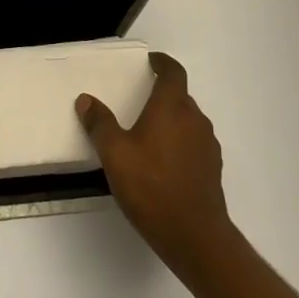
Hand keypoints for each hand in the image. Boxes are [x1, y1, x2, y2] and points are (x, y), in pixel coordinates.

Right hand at [77, 52, 233, 272]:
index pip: (173, 73)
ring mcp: (208, 145)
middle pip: (181, 96)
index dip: (163, 63)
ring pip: (188, 121)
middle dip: (162, 94)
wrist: (195, 235)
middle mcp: (195, 119)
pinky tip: (162, 163)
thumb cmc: (151, 186)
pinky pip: (194, 143)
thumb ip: (99, 124)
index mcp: (172, 108)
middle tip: (139, 100)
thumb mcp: (114, 154)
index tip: (151, 61)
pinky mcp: (212, 169)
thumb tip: (86, 99)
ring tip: (147, 134)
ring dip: (171, 120)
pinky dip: (179, 142)